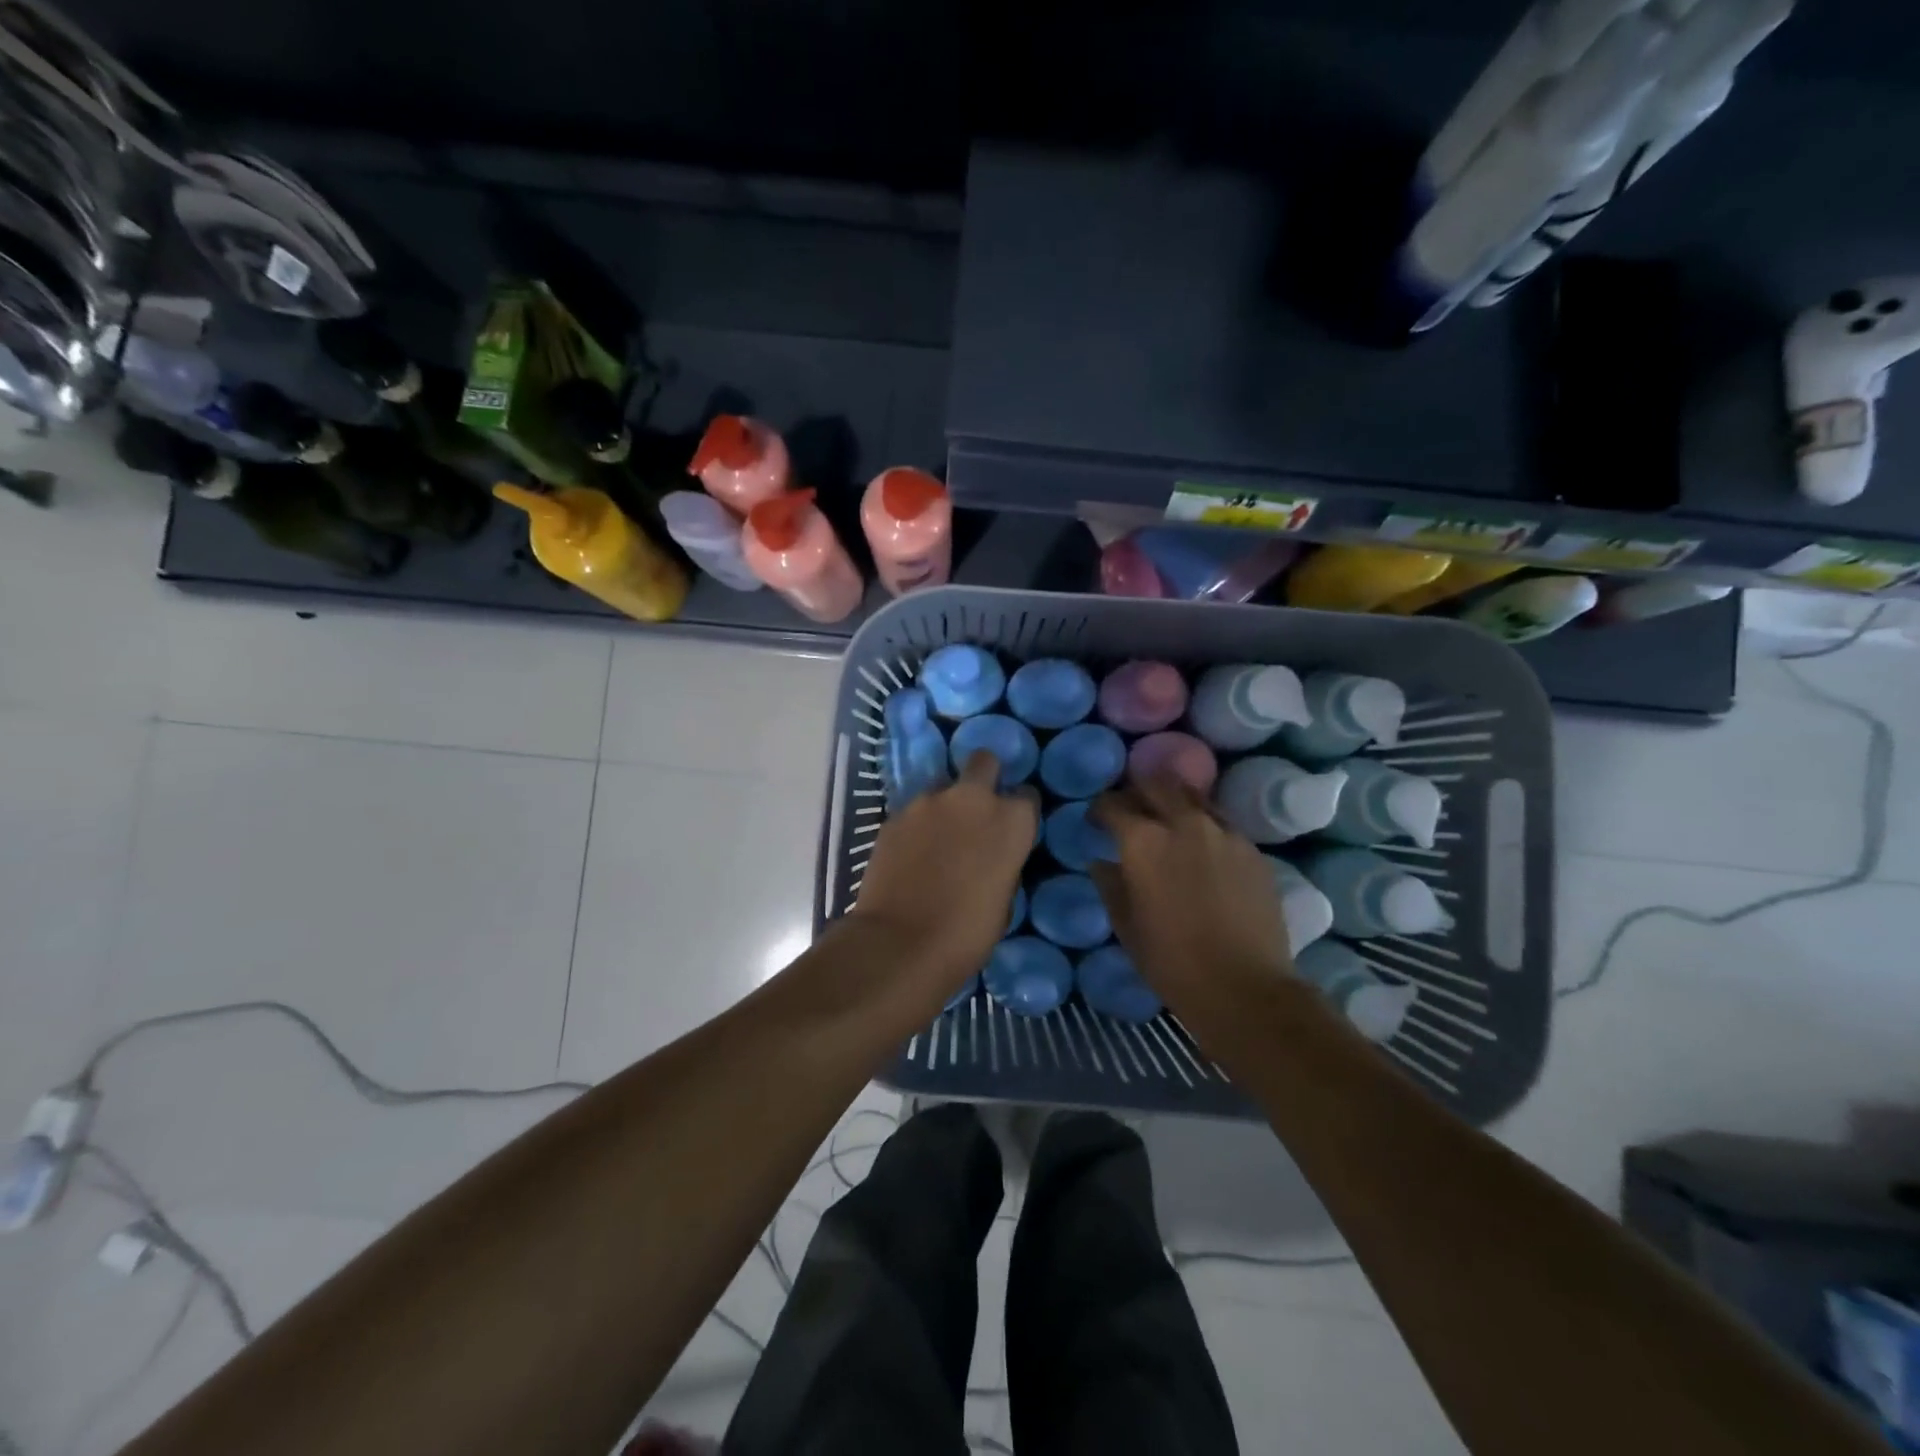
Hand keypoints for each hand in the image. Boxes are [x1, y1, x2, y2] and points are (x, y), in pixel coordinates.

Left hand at [848, 751, 1037, 994]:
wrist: (901, 942)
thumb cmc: (967, 932)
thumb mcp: (1004, 899)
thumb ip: (1003, 862)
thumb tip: (993, 855)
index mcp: (1010, 820)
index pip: (1027, 796)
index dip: (1019, 810)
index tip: (1013, 827)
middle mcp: (971, 798)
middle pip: (984, 761)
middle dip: (985, 777)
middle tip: (977, 808)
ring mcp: (927, 802)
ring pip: (942, 786)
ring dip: (945, 804)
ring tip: (937, 838)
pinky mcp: (894, 815)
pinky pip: (913, 811)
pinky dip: (916, 825)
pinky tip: (911, 853)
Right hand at [1090, 774, 1292, 1008]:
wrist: (1244, 987)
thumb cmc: (1171, 961)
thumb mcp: (1125, 925)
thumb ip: (1110, 885)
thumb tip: (1101, 863)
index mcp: (1144, 841)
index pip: (1113, 805)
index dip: (1100, 810)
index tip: (1095, 821)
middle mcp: (1183, 823)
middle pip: (1156, 785)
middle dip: (1137, 792)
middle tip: (1131, 810)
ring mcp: (1223, 832)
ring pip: (1193, 796)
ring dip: (1173, 801)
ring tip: (1167, 819)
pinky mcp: (1252, 849)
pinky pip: (1221, 822)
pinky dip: (1203, 824)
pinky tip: (1201, 847)